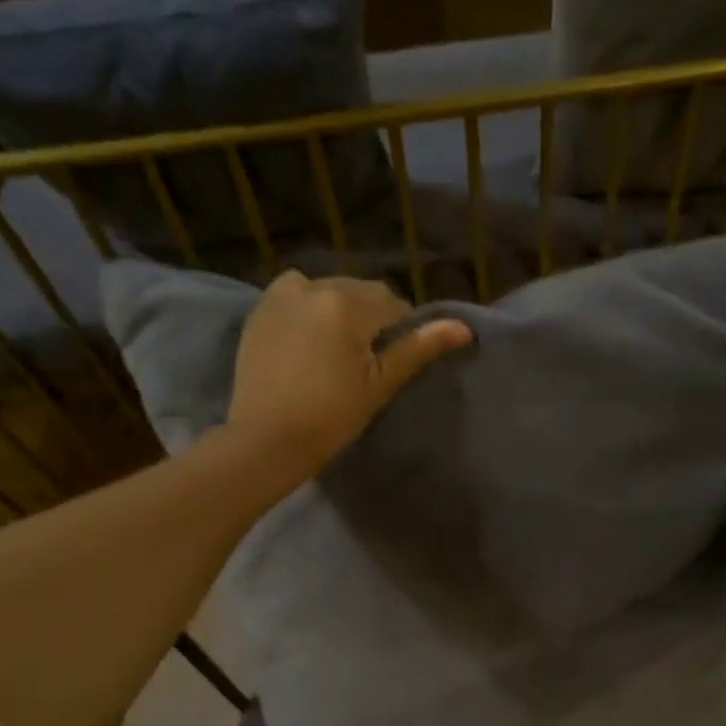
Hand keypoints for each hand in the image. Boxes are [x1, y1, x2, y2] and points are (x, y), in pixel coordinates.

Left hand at [224, 271, 471, 483]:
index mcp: (347, 303)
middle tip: (367, 361)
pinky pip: (297, 295)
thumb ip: (419, 348)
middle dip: (371, 318)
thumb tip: (464, 327)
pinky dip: (310, 308)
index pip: (393, 305)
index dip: (401, 332)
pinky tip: (309, 341)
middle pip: (361, 292)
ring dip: (341, 310)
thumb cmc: (332, 416)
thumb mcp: (381, 383)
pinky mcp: (261, 309)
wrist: (267, 439)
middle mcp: (314, 285)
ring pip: (329, 290)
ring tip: (337, 350)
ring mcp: (282, 294)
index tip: (392, 363)